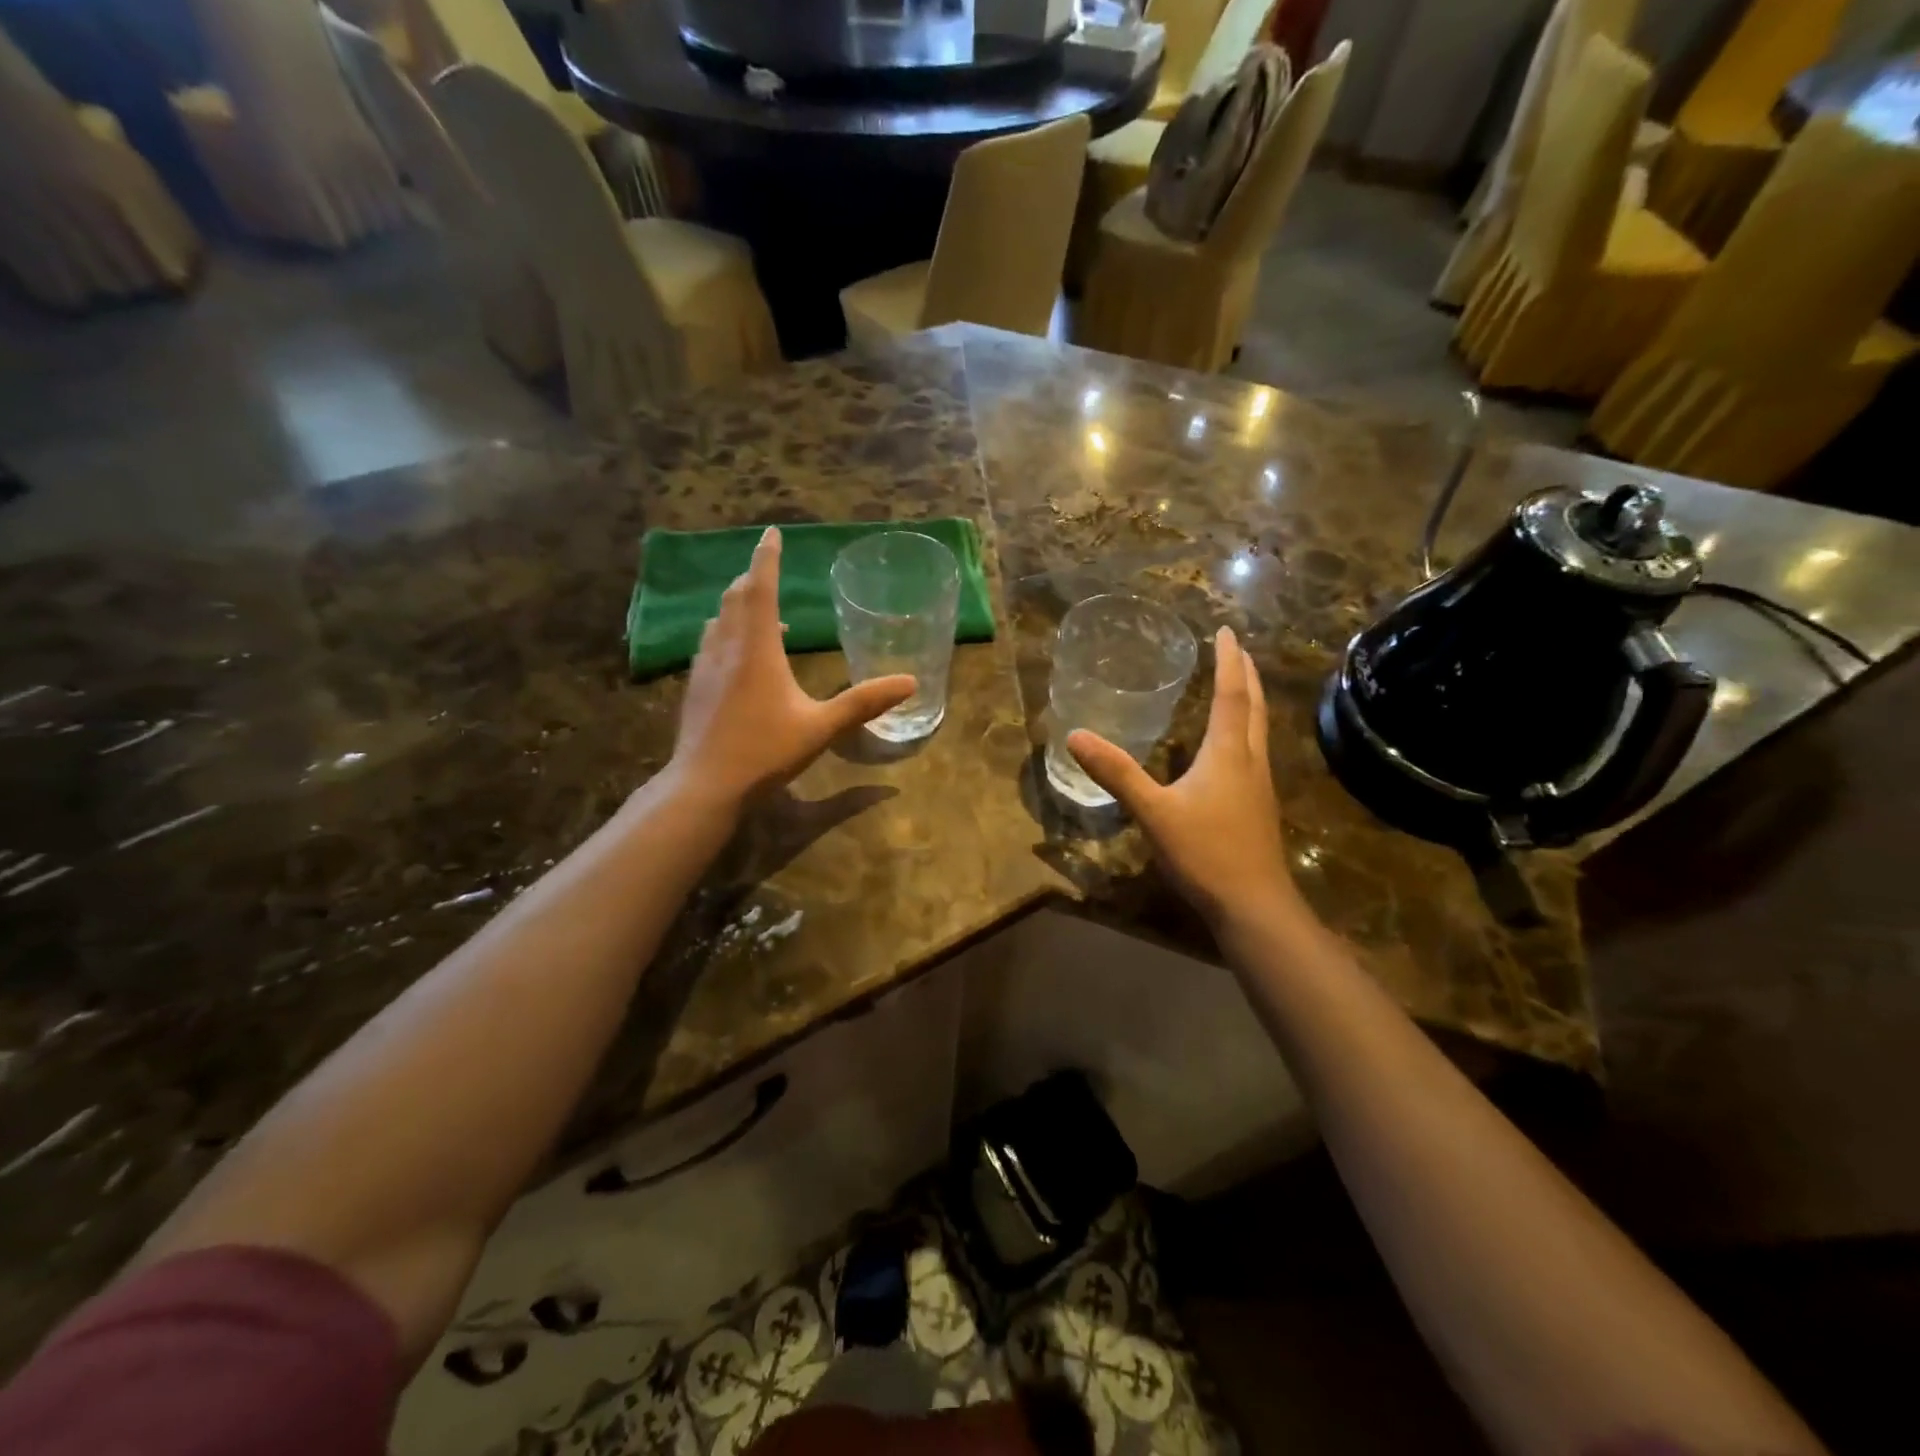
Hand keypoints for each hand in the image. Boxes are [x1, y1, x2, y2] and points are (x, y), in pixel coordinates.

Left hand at [663, 528, 915, 812]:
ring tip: (762, 613)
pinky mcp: (695, 686)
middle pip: (736, 597)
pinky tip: (741, 657)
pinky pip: (711, 642)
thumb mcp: (821, 726)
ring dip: (739, 605)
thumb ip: (864, 702)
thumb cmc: (766, 751)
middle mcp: (726, 647)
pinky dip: (728, 631)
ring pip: (719, 619)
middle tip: (769, 570)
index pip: (761, 588)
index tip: (772, 532)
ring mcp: (705, 666)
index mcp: (757, 648)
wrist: (705, 785)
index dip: (767, 557)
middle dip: (754, 578)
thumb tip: (910, 682)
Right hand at [1067, 627, 1302, 931]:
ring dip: (1250, 700)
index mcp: (1228, 752)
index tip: (1226, 630)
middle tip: (1237, 648)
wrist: (1254, 905)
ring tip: (1238, 684)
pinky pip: (1254, 750)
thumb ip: (1116, 773)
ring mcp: (1258, 784)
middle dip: (1245, 674)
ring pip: (1259, 728)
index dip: (1228, 660)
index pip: (1230, 694)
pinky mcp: (1257, 806)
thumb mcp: (1153, 812)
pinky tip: (1231, 746)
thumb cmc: (1205, 853)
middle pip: (1253, 706)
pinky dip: (1245, 729)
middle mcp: (1249, 760)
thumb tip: (1076, 735)